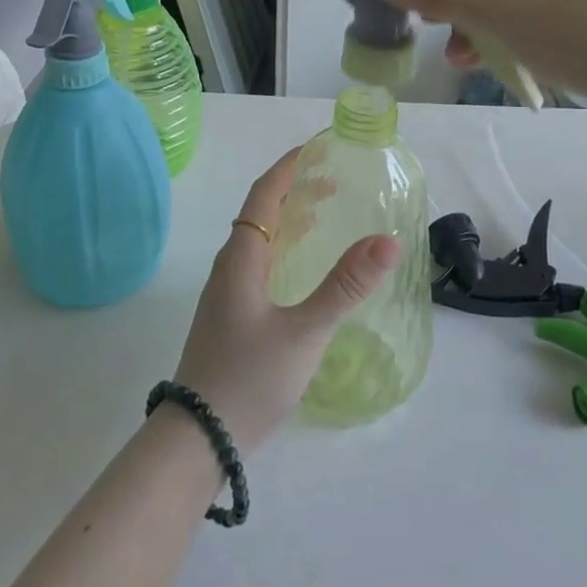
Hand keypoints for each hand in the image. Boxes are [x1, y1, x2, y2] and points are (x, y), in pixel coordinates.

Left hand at [172, 148, 399, 454]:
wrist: (198, 438)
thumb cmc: (249, 378)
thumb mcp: (305, 331)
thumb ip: (346, 286)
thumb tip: (388, 239)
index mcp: (241, 258)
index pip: (263, 195)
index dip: (288, 167)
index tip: (317, 148)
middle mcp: (229, 267)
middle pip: (261, 213)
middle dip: (295, 190)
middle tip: (336, 182)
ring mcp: (227, 293)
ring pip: (260, 240)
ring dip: (290, 219)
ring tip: (326, 214)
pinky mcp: (231, 316)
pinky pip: (260, 264)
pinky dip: (285, 248)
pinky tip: (303, 269)